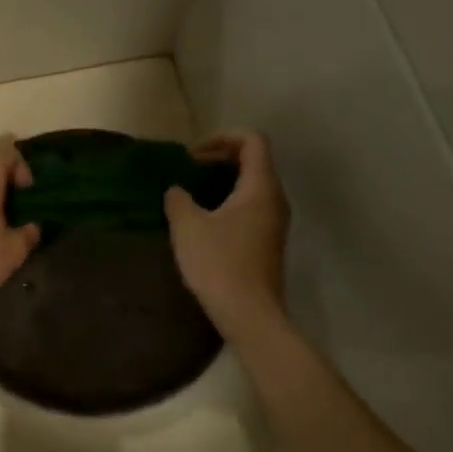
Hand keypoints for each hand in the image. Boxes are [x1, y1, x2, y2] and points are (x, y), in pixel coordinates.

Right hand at [164, 132, 290, 337]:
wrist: (249, 313)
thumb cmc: (219, 263)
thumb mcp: (188, 225)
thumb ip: (179, 199)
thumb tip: (177, 190)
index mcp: (260, 187)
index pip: (252, 141)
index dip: (222, 138)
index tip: (193, 155)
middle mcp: (275, 199)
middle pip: (254, 161)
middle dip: (220, 158)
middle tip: (189, 170)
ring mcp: (275, 223)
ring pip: (252, 186)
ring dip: (223, 182)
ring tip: (192, 194)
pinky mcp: (268, 243)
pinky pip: (251, 208)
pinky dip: (228, 202)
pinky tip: (204, 221)